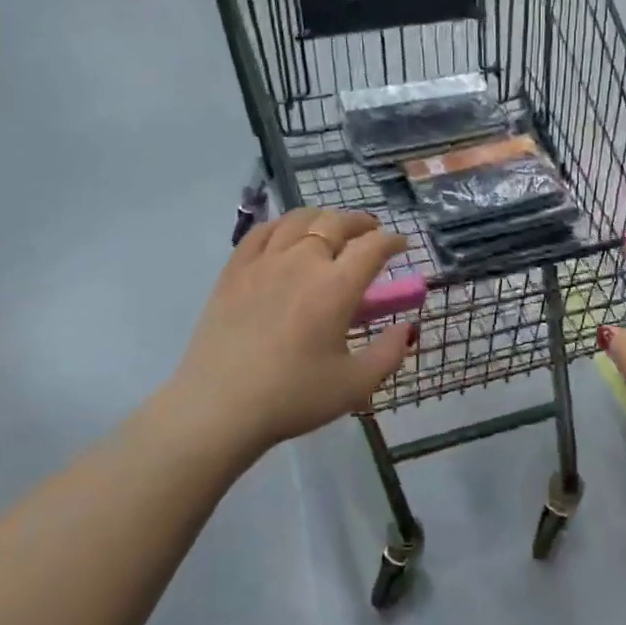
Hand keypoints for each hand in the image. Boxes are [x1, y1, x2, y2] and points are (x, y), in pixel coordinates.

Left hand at [171, 208, 415, 452]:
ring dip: (322, 217)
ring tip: (330, 227)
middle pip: (336, 223)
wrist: (219, 406)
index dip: (392, 241)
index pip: (373, 247)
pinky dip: (281, 225)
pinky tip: (285, 234)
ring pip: (298, 219)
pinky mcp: (234, 271)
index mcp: (336, 287)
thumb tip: (406, 327)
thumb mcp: (355, 385)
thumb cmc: (292, 397)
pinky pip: (260, 232)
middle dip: (360, 222)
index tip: (401, 245)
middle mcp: (302, 262)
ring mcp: (264, 262)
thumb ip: (389, 353)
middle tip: (370, 231)